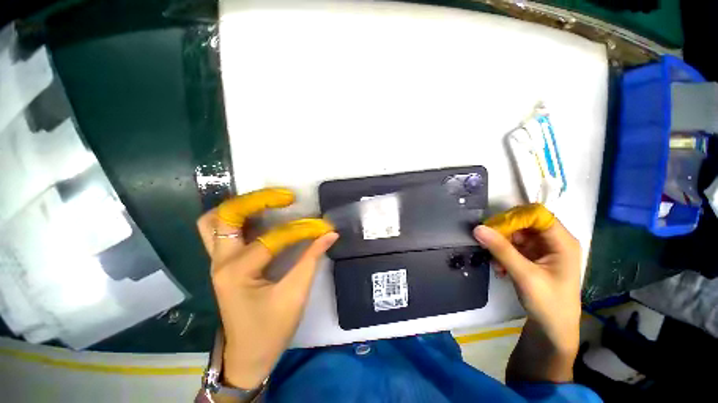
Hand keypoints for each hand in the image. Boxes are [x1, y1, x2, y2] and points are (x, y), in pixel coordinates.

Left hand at [197, 188, 337, 388]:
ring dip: (241, 207)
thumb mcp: (296, 293)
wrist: (247, 357)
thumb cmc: (271, 330)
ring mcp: (218, 263)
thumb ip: (312, 259)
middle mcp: (221, 262)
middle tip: (283, 197)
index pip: (272, 238)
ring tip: (268, 202)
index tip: (321, 227)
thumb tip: (330, 234)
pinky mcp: (224, 265)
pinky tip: (261, 218)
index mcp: (237, 272)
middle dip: (256, 200)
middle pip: (226, 216)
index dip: (300, 230)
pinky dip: (240, 220)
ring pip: (214, 222)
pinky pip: (223, 233)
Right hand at [473, 204, 581, 381]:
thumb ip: (501, 250)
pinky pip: (514, 246)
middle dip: (504, 233)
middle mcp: (554, 241)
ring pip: (516, 234)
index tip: (493, 228)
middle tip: (488, 244)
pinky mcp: (534, 256)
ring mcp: (543, 249)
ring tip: (495, 263)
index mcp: (562, 242)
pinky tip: (500, 269)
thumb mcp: (524, 276)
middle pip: (524, 223)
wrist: (553, 330)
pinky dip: (503, 254)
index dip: (515, 217)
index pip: (537, 214)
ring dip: (501, 245)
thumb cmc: (548, 304)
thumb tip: (478, 228)